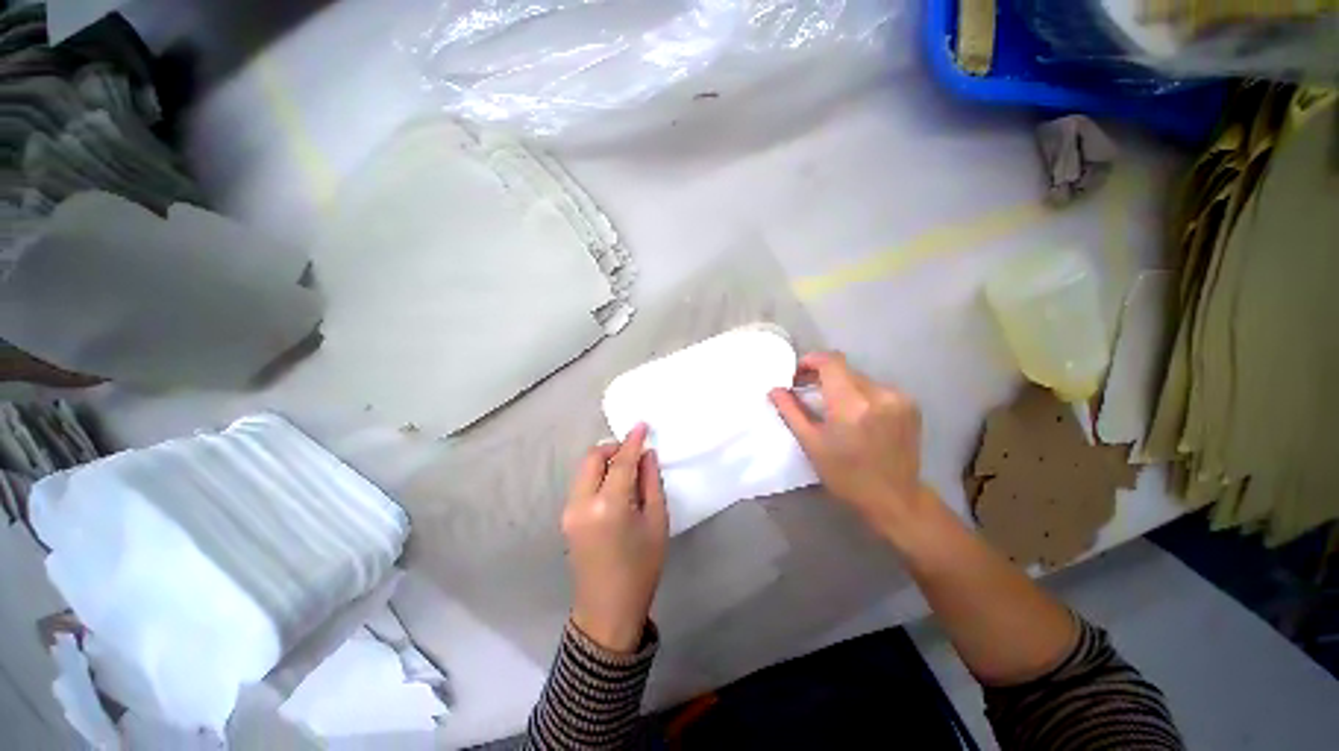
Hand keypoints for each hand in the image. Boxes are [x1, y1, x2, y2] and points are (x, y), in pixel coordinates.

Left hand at [562, 424, 668, 652]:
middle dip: (613, 448)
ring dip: (604, 461)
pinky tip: (614, 486)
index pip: (621, 461)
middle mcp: (582, 503)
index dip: (632, 440)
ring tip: (626, 470)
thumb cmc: (641, 568)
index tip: (642, 424)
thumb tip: (647, 455)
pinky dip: (597, 475)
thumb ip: (651, 483)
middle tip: (634, 453)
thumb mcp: (656, 523)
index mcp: (609, 505)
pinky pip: (581, 483)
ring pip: (584, 469)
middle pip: (592, 458)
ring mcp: (569, 511)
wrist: (608, 610)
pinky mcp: (566, 518)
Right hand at [769, 351, 932, 540]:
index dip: (811, 361)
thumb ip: (791, 411)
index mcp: (851, 404)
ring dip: (842, 386)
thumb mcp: (811, 443)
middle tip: (808, 391)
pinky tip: (857, 415)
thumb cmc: (846, 475)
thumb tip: (774, 389)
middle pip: (844, 369)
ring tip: (833, 407)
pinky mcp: (910, 404)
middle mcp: (879, 394)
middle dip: (823, 376)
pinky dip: (861, 394)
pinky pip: (877, 388)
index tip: (797, 375)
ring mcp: (899, 398)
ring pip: (860, 378)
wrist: (894, 498)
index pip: (830, 361)